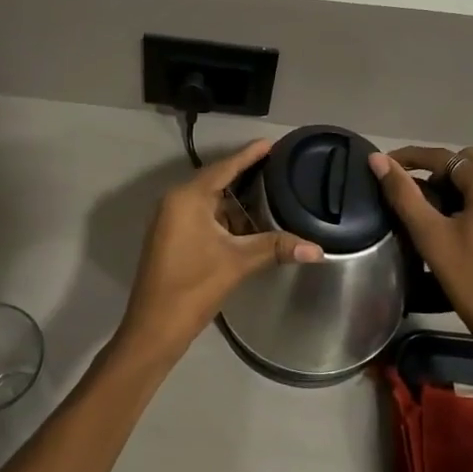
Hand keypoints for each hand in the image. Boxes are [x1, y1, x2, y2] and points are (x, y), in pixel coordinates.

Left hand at [118, 140, 323, 363]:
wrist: (154, 328)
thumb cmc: (193, 286)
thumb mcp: (238, 262)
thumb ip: (277, 248)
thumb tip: (318, 250)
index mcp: (187, 198)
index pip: (224, 167)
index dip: (249, 155)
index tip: (271, 143)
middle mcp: (175, 201)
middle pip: (216, 181)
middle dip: (246, 178)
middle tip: (278, 169)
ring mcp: (171, 220)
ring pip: (210, 202)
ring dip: (236, 203)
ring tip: (270, 196)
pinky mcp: (172, 238)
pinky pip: (202, 217)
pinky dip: (225, 219)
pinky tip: (248, 226)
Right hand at [369, 145, 472, 362]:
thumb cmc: (471, 279)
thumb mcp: (430, 235)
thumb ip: (403, 193)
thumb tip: (377, 160)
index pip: (446, 157)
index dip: (412, 157)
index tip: (384, 165)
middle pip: (467, 161)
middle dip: (435, 169)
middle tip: (409, 189)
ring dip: (453, 183)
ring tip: (426, 204)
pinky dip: (471, 196)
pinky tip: (452, 218)